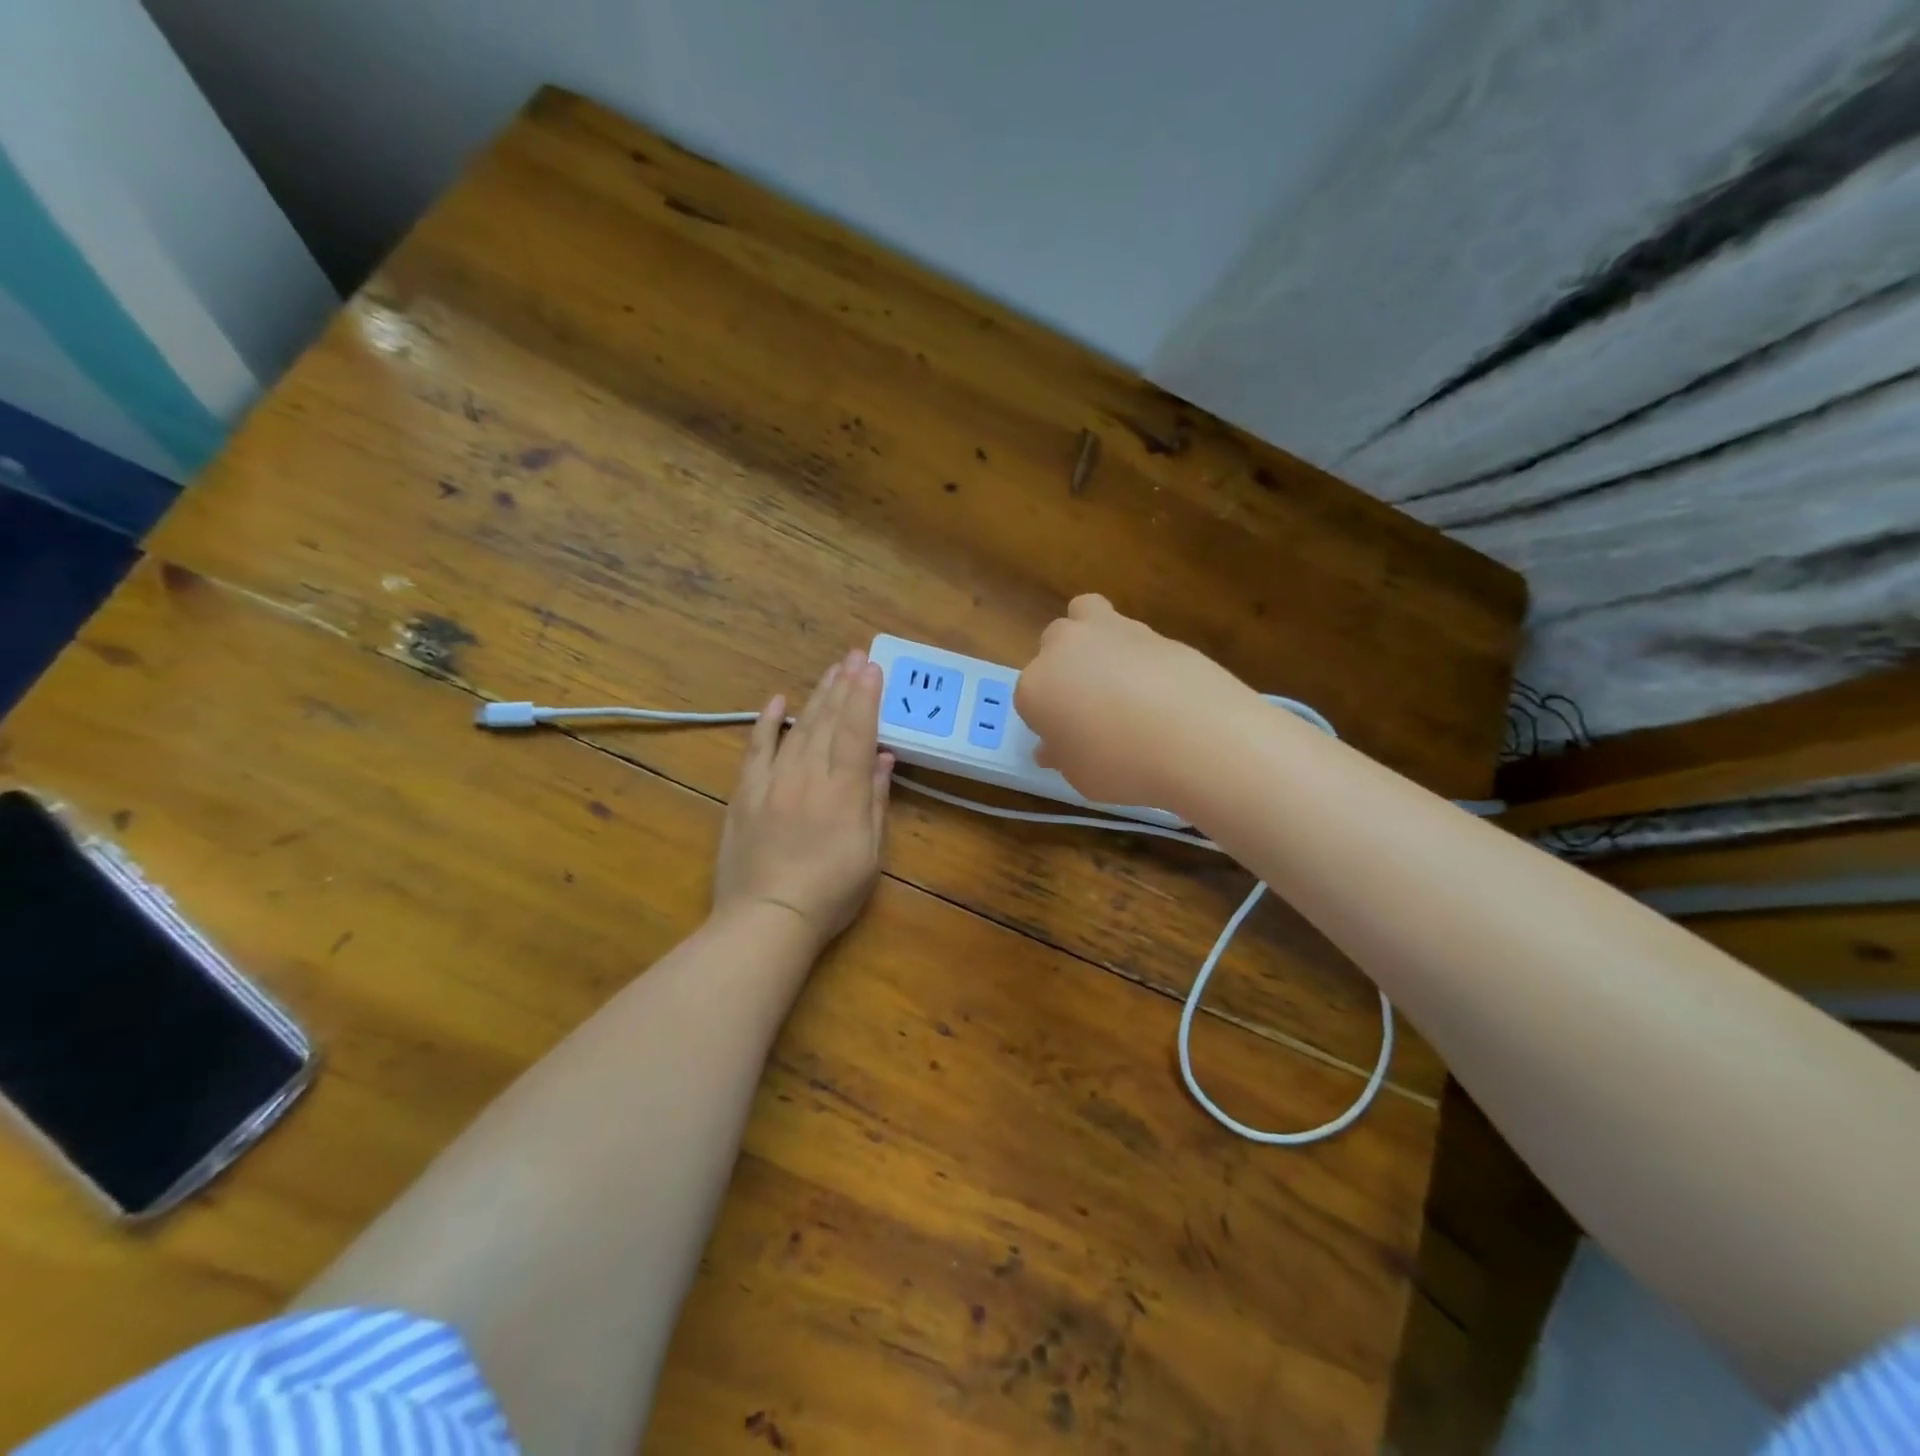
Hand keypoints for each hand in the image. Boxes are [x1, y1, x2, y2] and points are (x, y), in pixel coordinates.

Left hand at [713, 648, 894, 950]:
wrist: (766, 918)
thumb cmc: (830, 894)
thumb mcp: (869, 854)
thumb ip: (875, 801)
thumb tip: (883, 758)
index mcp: (844, 792)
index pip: (858, 731)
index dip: (866, 697)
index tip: (872, 667)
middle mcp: (809, 776)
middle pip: (828, 721)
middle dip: (844, 685)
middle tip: (855, 656)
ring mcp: (773, 781)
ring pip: (798, 728)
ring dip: (816, 696)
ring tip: (831, 670)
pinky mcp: (745, 793)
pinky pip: (756, 748)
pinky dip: (766, 722)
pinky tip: (777, 699)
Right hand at [1015, 594, 1253, 812]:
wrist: (1198, 737)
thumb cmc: (1123, 766)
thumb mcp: (1081, 777)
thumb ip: (1063, 755)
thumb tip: (1053, 747)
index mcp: (1036, 686)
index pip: (1029, 698)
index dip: (1048, 720)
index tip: (1068, 741)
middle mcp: (1066, 648)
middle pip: (1053, 644)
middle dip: (1064, 667)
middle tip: (1088, 703)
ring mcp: (1112, 631)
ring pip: (1087, 615)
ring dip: (1094, 639)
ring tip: (1119, 678)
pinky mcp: (1155, 629)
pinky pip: (1133, 635)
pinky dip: (1137, 653)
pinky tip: (1158, 686)